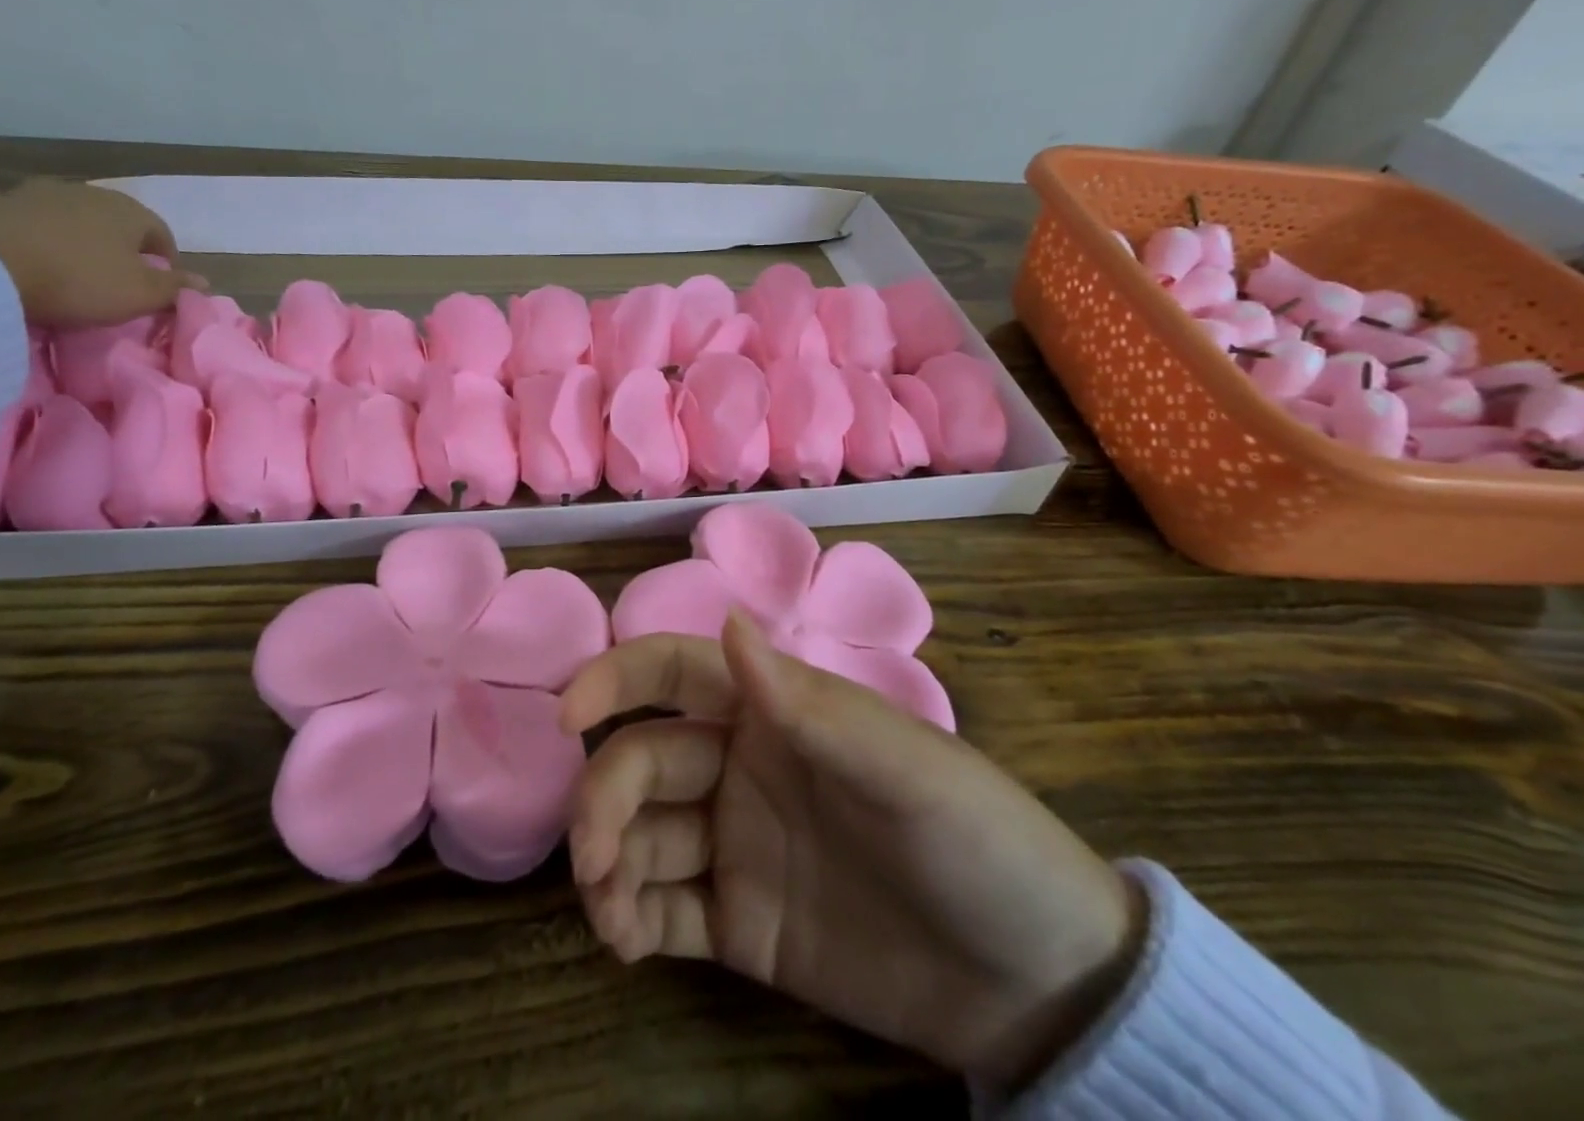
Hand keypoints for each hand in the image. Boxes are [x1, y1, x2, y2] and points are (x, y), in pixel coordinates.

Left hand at [0, 180, 202, 326]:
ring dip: (75, 237)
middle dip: (120, 245)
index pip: (161, 233)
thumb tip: (204, 282)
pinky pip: (24, 222)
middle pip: (115, 221)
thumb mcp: (139, 294)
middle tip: (116, 276)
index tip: (161, 283)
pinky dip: (31, 236)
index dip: (166, 258)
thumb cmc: (79, 279)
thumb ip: (173, 288)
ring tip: (69, 267)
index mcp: (130, 212)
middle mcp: (89, 194)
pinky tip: (24, 255)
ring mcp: (37, 194)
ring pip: (69, 217)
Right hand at [560, 614, 1145, 1092]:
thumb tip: (726, 619)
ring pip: (642, 835)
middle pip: (644, 760)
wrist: (1035, 983)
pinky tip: (625, 941)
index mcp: (773, 712)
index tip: (568, 715)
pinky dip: (630, 919)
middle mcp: (741, 766)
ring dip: (607, 863)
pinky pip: (664, 910)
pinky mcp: (741, 924)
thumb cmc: (974, 839)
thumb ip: (807, 702)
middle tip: (594, 857)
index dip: (616, 679)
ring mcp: (737, 845)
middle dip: (605, 797)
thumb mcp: (901, 766)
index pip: (676, 671)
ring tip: (610, 914)